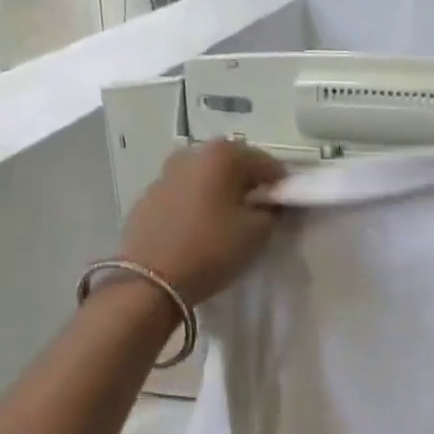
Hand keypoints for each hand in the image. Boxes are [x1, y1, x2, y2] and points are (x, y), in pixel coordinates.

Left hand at [118, 140, 286, 304]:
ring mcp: (165, 173)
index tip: (285, 208)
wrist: (151, 279)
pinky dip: (196, 204)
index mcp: (222, 155)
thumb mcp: (257, 233)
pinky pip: (183, 195)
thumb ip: (272, 211)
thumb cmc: (212, 249)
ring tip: (226, 222)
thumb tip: (269, 205)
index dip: (281, 186)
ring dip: (220, 193)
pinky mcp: (147, 197)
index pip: (267, 164)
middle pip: (232, 165)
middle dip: (248, 185)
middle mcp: (191, 154)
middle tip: (257, 213)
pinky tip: (199, 229)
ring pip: (205, 179)